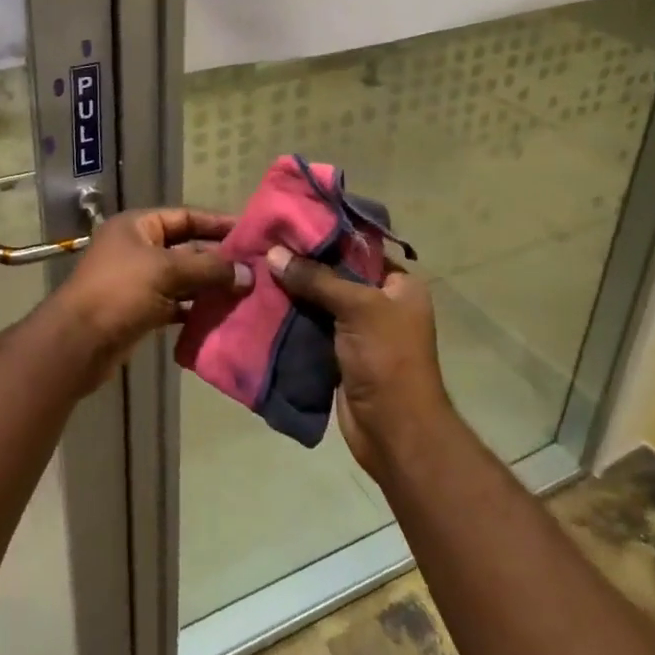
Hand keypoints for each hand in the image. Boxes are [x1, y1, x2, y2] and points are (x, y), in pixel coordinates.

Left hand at [47, 208, 248, 384]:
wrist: (77, 343)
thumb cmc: (119, 292)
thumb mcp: (166, 271)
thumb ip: (209, 269)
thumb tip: (248, 274)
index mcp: (138, 226)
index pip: (185, 217)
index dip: (216, 223)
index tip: (249, 232)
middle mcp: (138, 248)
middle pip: (186, 248)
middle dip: (218, 259)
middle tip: (255, 267)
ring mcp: (138, 281)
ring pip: (183, 278)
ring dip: (210, 286)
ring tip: (246, 292)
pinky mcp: (140, 310)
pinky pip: (175, 303)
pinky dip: (196, 308)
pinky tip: (222, 315)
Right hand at [265, 245, 453, 483]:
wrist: (394, 431)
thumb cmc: (388, 360)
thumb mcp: (357, 308)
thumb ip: (316, 278)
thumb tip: (274, 253)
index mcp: (399, 284)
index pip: (359, 247)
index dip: (325, 235)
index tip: (287, 222)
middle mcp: (381, 302)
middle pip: (336, 273)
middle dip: (302, 263)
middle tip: (264, 245)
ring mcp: (358, 330)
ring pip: (319, 301)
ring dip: (291, 291)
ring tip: (255, 268)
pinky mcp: (338, 354)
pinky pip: (310, 326)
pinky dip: (289, 317)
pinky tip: (260, 302)